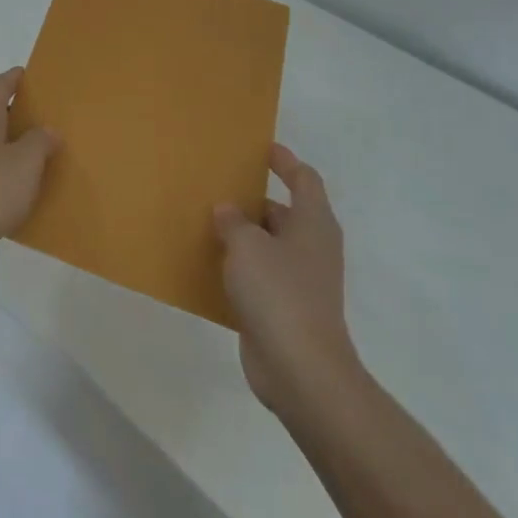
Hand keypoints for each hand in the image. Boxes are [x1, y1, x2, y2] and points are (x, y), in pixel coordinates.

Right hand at [214, 144, 363, 428]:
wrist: (300, 370)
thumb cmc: (279, 293)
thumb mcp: (247, 244)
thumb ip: (233, 221)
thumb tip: (227, 210)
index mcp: (313, 223)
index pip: (304, 179)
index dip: (284, 161)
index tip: (259, 148)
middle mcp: (311, 247)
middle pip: (283, 211)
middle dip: (252, 198)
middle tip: (217, 184)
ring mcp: (299, 281)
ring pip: (267, 245)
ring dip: (241, 234)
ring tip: (204, 219)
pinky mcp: (283, 308)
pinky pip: (257, 276)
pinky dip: (237, 267)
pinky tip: (207, 263)